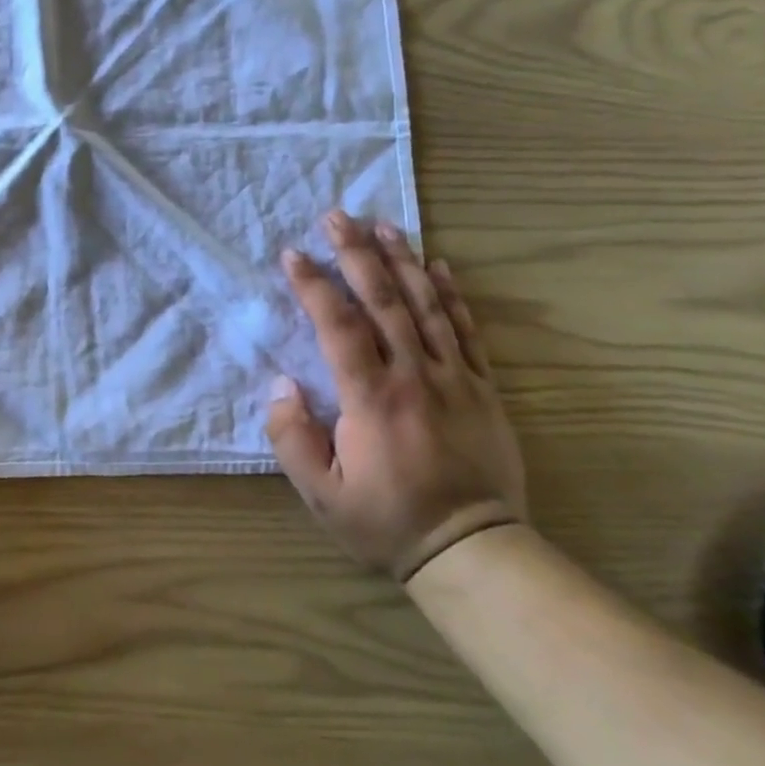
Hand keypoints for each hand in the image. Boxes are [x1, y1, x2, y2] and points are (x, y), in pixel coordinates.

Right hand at [268, 211, 525, 581]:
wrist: (473, 549)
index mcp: (372, 398)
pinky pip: (466, 331)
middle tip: (337, 216)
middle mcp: (414, 376)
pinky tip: (439, 266)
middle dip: (357, 254)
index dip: (314, 285)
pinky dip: (451, 295)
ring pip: (426, 306)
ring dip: (402, 261)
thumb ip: (292, 438)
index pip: (339, 326)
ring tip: (383, 225)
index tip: (293, 254)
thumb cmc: (386, 521)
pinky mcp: (482, 388)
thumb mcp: (321, 494)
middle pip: (384, 301)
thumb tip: (282, 385)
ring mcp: (455, 378)